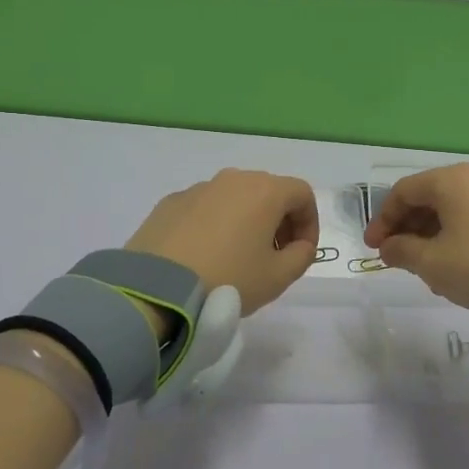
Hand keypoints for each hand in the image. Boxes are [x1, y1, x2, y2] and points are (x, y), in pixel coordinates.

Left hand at [126, 169, 319, 314]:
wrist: (157, 288)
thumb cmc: (228, 279)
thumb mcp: (278, 277)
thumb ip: (301, 256)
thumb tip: (299, 245)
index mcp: (264, 191)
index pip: (302, 194)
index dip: (310, 223)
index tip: (302, 252)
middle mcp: (233, 179)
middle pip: (268, 191)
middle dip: (279, 221)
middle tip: (274, 256)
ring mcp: (198, 188)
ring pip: (235, 198)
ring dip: (246, 221)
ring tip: (237, 258)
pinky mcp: (170, 202)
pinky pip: (204, 208)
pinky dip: (213, 225)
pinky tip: (204, 256)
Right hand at [364, 164, 468, 310]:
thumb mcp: (431, 262)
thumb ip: (401, 251)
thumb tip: (388, 247)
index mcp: (451, 179)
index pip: (404, 191)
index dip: (383, 219)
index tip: (373, 248)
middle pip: (427, 196)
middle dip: (406, 226)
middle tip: (394, 256)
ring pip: (450, 207)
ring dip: (428, 232)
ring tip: (420, 265)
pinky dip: (452, 232)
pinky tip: (448, 261)